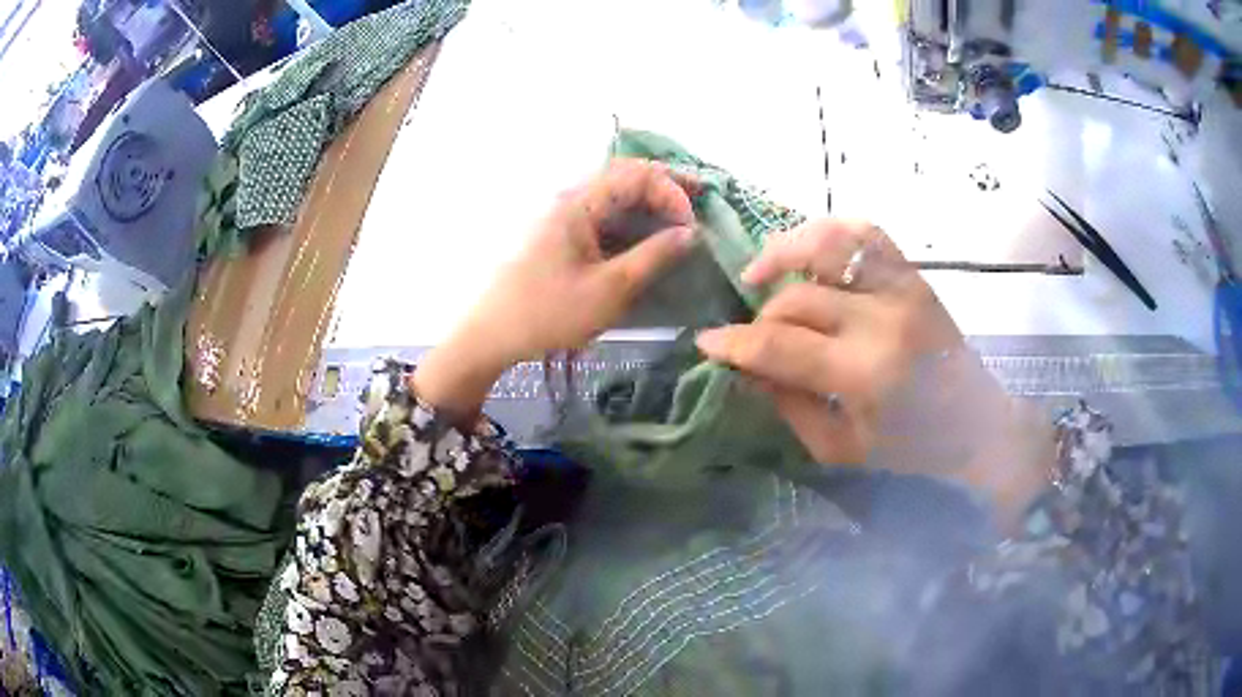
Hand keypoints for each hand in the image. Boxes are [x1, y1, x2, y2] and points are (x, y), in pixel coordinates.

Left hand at [414, 158, 696, 416]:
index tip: (691, 226)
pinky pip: (605, 215)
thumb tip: (690, 232)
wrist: (493, 334)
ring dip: (651, 202)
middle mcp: (571, 198)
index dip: (672, 192)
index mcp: (579, 202)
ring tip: (682, 220)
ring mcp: (565, 215)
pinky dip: (633, 220)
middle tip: (700, 202)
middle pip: (626, 176)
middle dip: (666, 187)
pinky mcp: (563, 234)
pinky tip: (650, 237)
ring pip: (616, 194)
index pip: (637, 174)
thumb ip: (654, 256)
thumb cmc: (549, 312)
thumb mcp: (610, 289)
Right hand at [695, 220, 1052, 523]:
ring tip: (760, 273)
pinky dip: (829, 233)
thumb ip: (790, 405)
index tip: (705, 342)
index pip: (778, 346)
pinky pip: (866, 234)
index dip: (733, 343)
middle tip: (749, 336)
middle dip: (758, 318)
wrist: (977, 424)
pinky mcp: (913, 277)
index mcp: (864, 373)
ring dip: (784, 253)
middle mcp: (881, 319)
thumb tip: (748, 368)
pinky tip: (809, 253)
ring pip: (827, 244)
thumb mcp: (841, 449)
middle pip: (795, 300)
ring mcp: (901, 288)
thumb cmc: (912, 450)